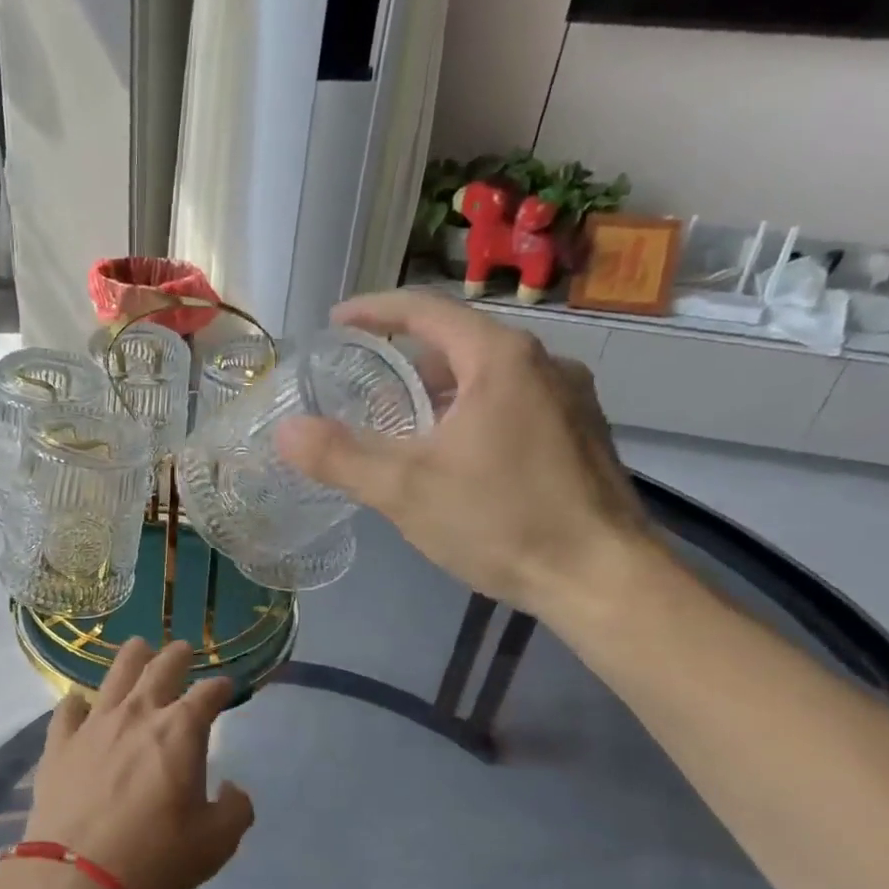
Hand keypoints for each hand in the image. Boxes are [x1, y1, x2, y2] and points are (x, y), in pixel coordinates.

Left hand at [26, 639, 253, 888]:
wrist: (78, 876)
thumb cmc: (156, 855)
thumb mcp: (216, 843)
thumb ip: (235, 810)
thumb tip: (233, 789)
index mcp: (180, 730)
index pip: (208, 694)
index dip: (220, 687)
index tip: (225, 686)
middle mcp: (138, 714)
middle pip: (161, 668)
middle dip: (177, 655)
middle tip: (182, 649)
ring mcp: (94, 725)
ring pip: (114, 675)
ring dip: (131, 657)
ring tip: (138, 647)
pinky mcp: (60, 744)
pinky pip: (67, 710)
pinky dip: (76, 702)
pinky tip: (78, 701)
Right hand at [276, 289, 653, 622]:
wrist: (602, 578)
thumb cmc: (502, 521)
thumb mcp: (406, 490)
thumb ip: (340, 457)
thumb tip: (285, 432)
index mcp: (500, 360)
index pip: (427, 310)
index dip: (375, 310)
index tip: (337, 320)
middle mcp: (543, 364)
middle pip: (459, 343)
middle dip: (406, 359)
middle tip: (364, 386)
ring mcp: (571, 400)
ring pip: (488, 377)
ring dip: (440, 392)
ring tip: (401, 426)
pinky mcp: (581, 435)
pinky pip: (514, 405)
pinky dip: (472, 413)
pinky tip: (456, 458)